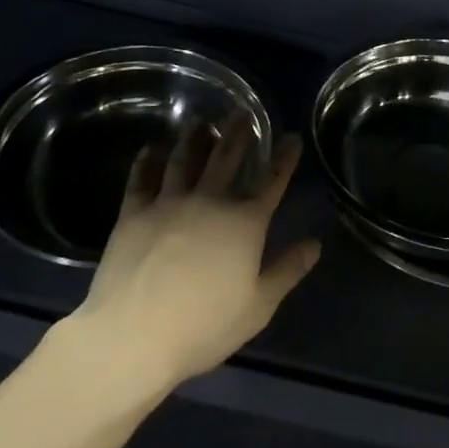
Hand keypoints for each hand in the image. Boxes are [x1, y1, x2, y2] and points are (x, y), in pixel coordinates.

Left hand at [60, 120, 317, 393]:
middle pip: (227, 157)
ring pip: (184, 159)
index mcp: (245, 222)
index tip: (291, 137)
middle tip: (242, 111)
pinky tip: (152, 148)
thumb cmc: (203, 326)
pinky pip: (142, 178)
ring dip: (194, 137)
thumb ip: (288, 270)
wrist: (133, 336)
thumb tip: (315, 244)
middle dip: (238, 132)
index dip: (285, 157)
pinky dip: (148, 160)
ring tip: (200, 120)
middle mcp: (210, 201)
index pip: (272, 181)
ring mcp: (168, 203)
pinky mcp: (133, 213)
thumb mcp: (259, 305)